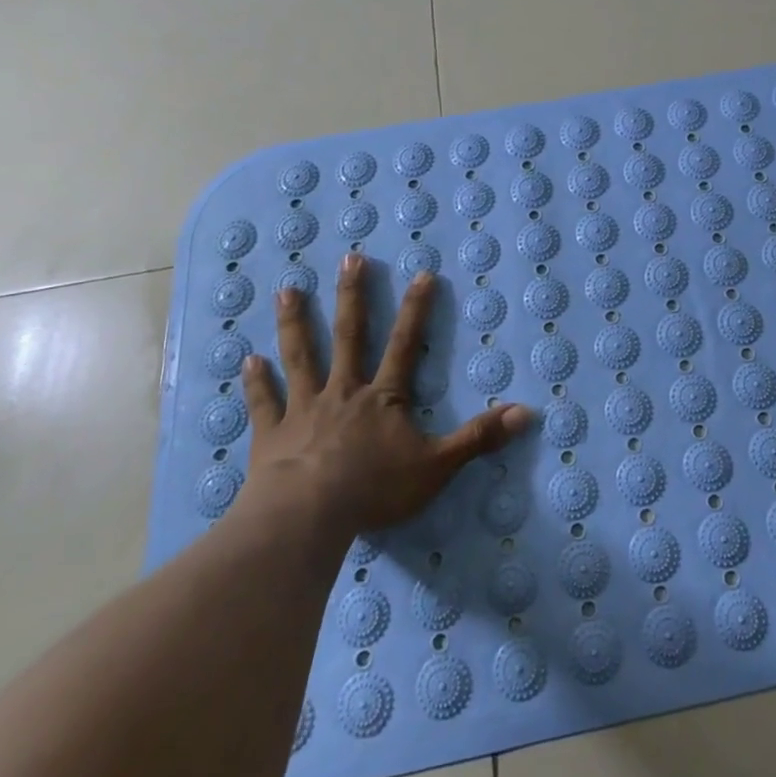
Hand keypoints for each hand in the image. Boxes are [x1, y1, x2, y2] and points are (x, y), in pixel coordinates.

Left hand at [236, 254, 534, 537]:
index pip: (405, 344)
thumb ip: (479, 438)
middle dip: (353, 296)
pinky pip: (264, 404)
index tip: (421, 274)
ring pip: (301, 357)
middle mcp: (344, 392)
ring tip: (287, 290)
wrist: (306, 518)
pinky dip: (256, 383)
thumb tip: (527, 413)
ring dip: (295, 323)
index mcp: (383, 398)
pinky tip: (247, 361)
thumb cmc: (374, 489)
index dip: (416, 309)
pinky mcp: (271, 434)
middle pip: (349, 336)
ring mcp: (304, 410)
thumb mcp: (438, 466)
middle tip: (350, 258)